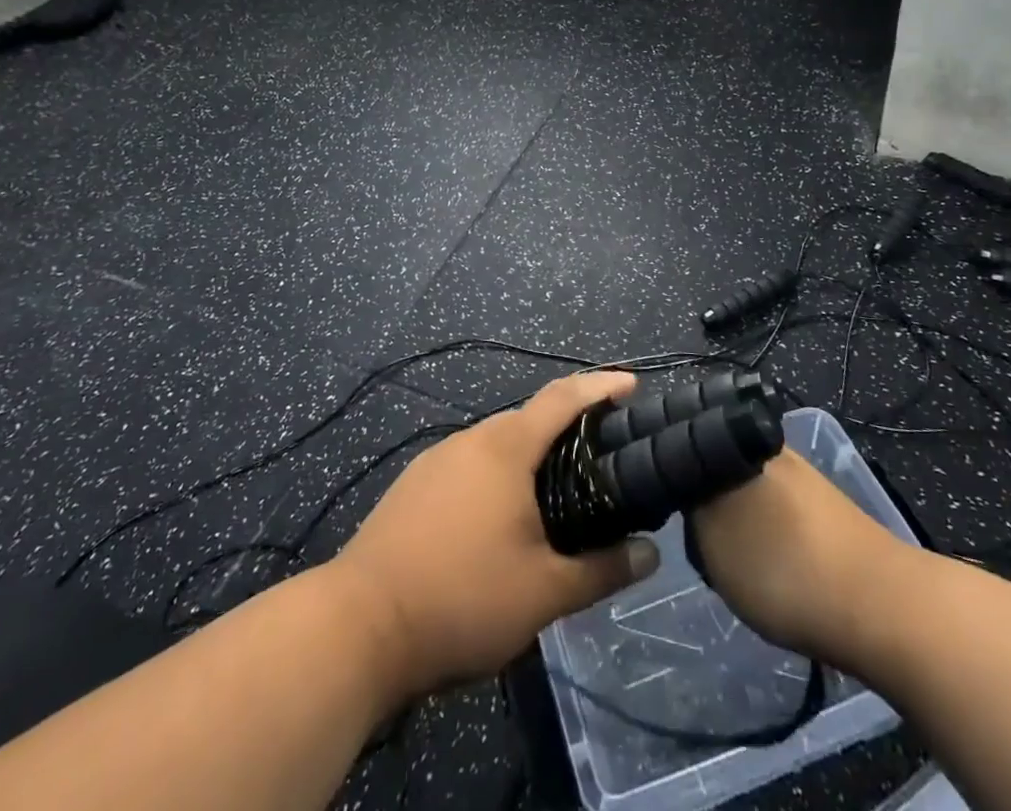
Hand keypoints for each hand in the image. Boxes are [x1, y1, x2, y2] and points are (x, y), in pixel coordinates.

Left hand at [331, 372, 660, 701]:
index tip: (630, 385)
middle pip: (528, 419)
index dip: (599, 387)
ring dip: (529, 457)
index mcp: (505, 448)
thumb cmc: (462, 598)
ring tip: (556, 490)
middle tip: (601, 454)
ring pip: (495, 445)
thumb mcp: (544, 594)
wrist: (360, 625)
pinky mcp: (413, 486)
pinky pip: (469, 466)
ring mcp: (435, 460)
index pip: (562, 398)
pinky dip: (497, 476)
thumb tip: (650, 554)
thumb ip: (601, 570)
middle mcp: (470, 440)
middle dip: (566, 428)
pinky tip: (501, 517)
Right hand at [690, 448, 913, 663]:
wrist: (885, 609)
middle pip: (717, 466)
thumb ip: (689, 506)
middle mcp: (771, 448)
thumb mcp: (712, 540)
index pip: (687, 442)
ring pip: (748, 491)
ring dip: (737, 521)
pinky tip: (772, 568)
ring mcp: (804, 478)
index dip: (670, 474)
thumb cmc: (786, 568)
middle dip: (705, 500)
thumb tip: (679, 484)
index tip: (662, 506)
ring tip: (734, 561)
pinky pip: (778, 514)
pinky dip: (768, 537)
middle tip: (700, 541)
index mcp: (739, 439)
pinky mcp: (827, 510)